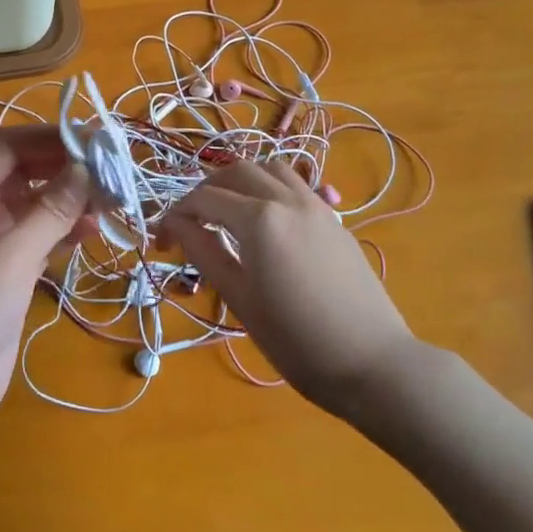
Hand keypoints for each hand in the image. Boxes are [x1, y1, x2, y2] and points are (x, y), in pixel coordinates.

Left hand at [0, 127, 93, 443]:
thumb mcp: (11, 258)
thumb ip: (51, 211)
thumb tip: (88, 168)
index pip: (6, 147)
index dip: (48, 137)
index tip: (94, 142)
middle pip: (24, 172)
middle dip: (65, 168)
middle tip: (112, 172)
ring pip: (36, 204)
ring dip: (70, 199)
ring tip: (111, 203)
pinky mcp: (9, 271)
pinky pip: (40, 235)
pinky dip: (65, 229)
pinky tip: (93, 231)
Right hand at [161, 161, 427, 416]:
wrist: (372, 363)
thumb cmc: (296, 341)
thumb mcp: (240, 299)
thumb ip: (205, 252)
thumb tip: (176, 225)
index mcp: (259, 220)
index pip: (203, 200)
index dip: (174, 216)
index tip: (160, 242)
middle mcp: (287, 200)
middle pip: (235, 172)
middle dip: (205, 191)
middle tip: (189, 224)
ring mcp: (317, 206)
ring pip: (270, 169)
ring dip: (240, 181)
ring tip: (226, 213)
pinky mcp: (335, 220)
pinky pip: (296, 185)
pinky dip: (270, 189)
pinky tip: (265, 223)